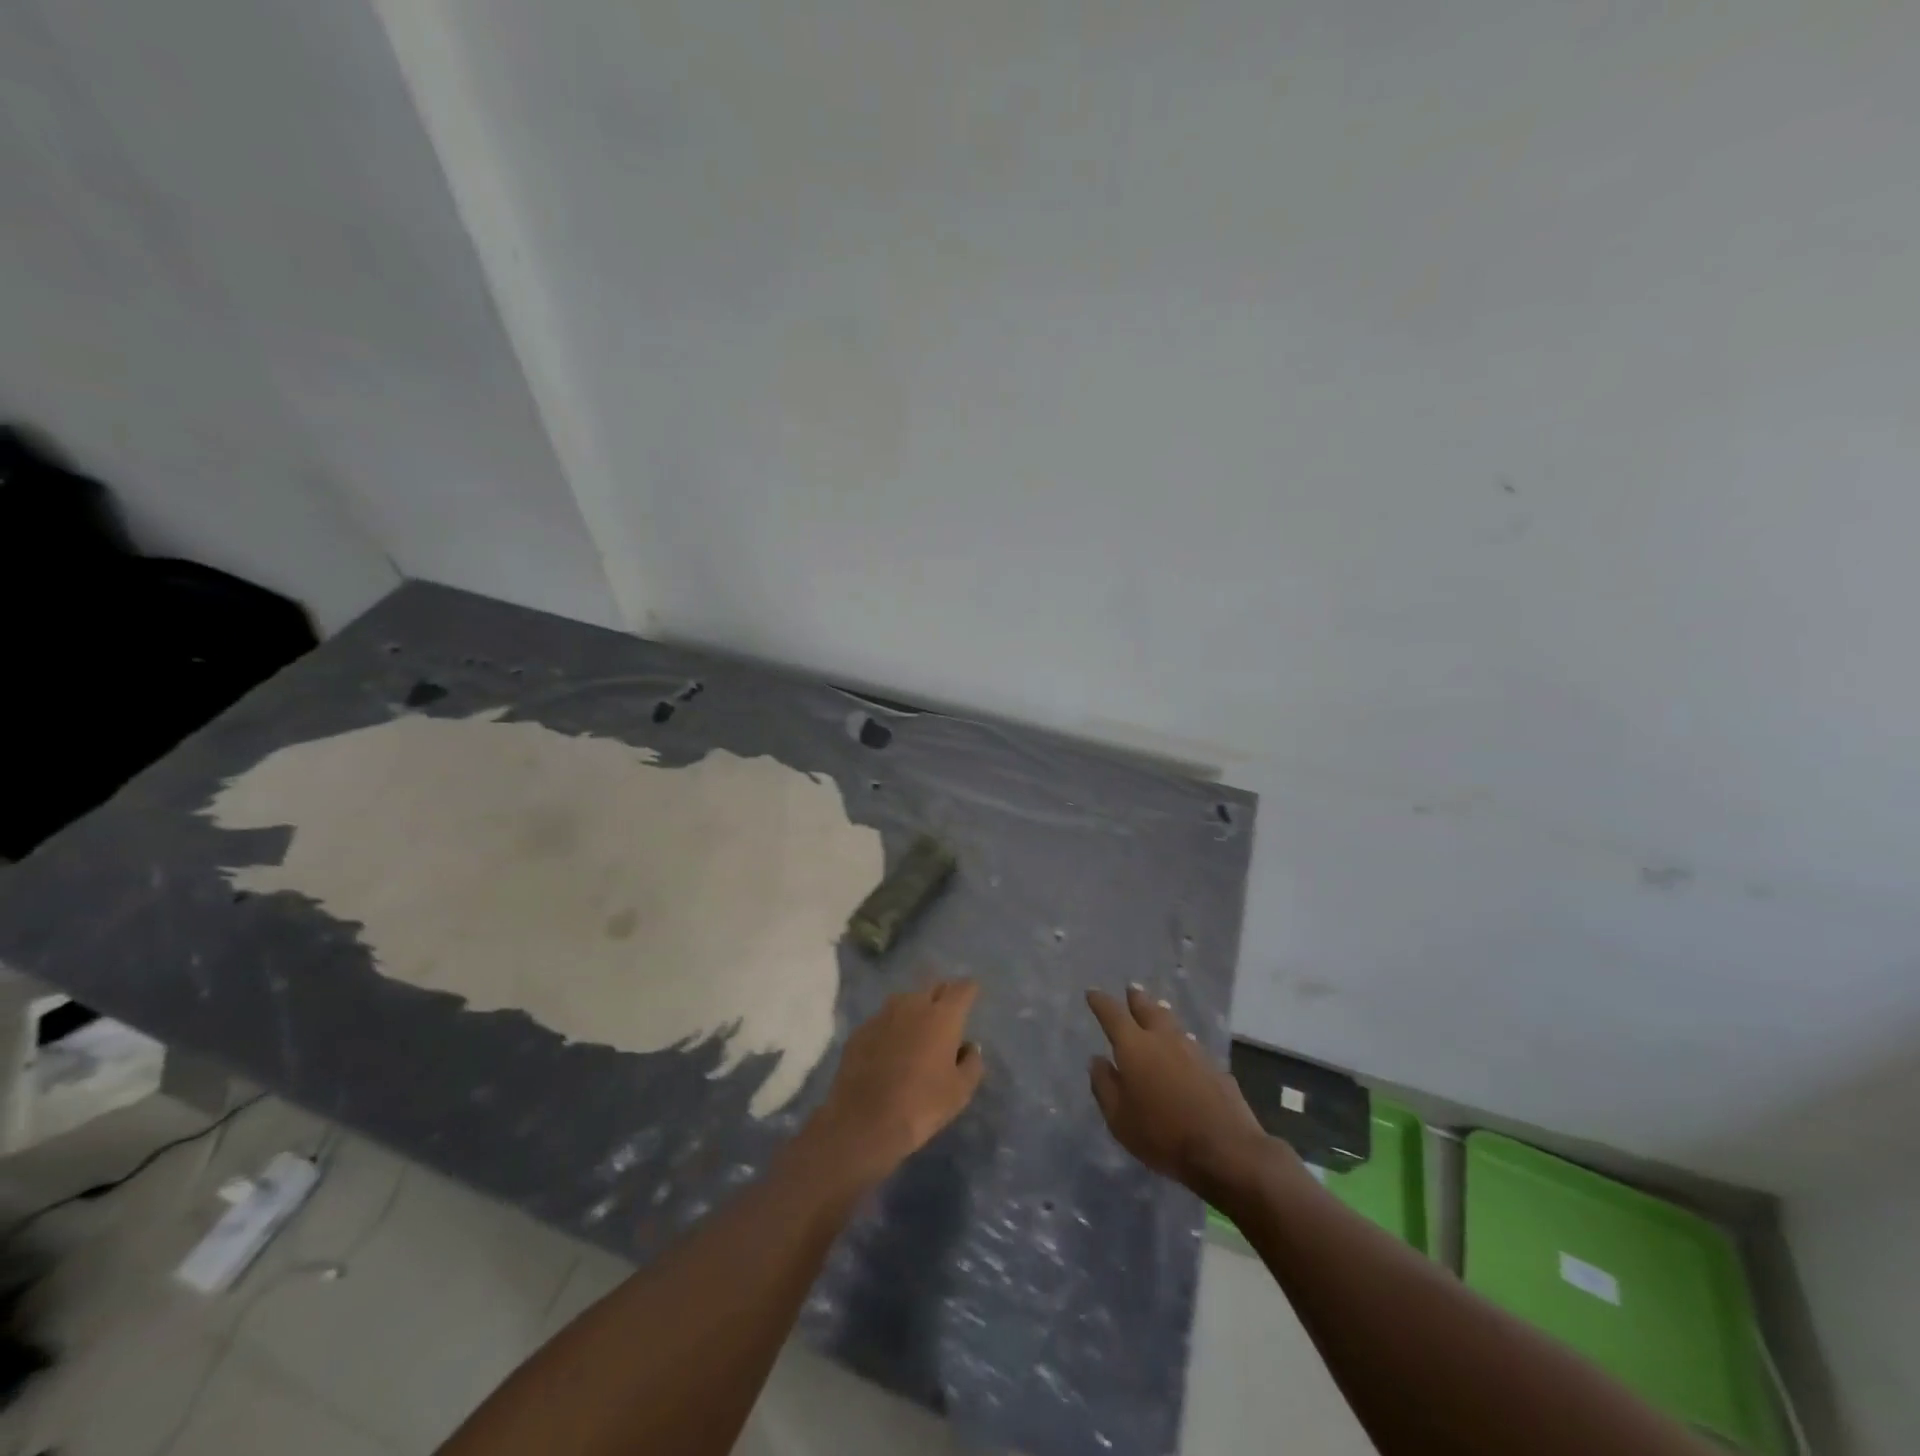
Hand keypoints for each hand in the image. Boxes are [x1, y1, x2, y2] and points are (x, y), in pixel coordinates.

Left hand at [803, 979, 985, 1185]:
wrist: (864, 1121)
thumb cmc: (922, 1104)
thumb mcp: (960, 1091)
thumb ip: (972, 1063)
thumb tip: (969, 1047)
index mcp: (942, 1015)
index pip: (962, 988)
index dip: (969, 991)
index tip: (972, 996)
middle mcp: (913, 1005)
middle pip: (933, 988)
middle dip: (943, 996)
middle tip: (947, 1015)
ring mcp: (883, 1015)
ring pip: (905, 1001)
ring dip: (915, 1010)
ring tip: (918, 1032)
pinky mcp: (860, 1030)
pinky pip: (883, 1020)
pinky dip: (892, 1028)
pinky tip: (890, 1050)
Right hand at [1086, 985, 1269, 1200]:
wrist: (1225, 1149)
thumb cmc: (1162, 1134)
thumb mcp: (1119, 1118)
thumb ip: (1104, 1086)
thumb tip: (1097, 1060)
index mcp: (1134, 1046)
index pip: (1112, 1014)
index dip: (1100, 1001)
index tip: (1092, 992)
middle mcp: (1163, 1039)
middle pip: (1147, 1009)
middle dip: (1136, 998)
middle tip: (1131, 989)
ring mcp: (1193, 1050)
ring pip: (1172, 1022)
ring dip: (1161, 1013)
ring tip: (1157, 1007)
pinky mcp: (1215, 1066)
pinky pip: (1192, 1043)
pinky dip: (1181, 1039)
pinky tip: (1184, 1045)